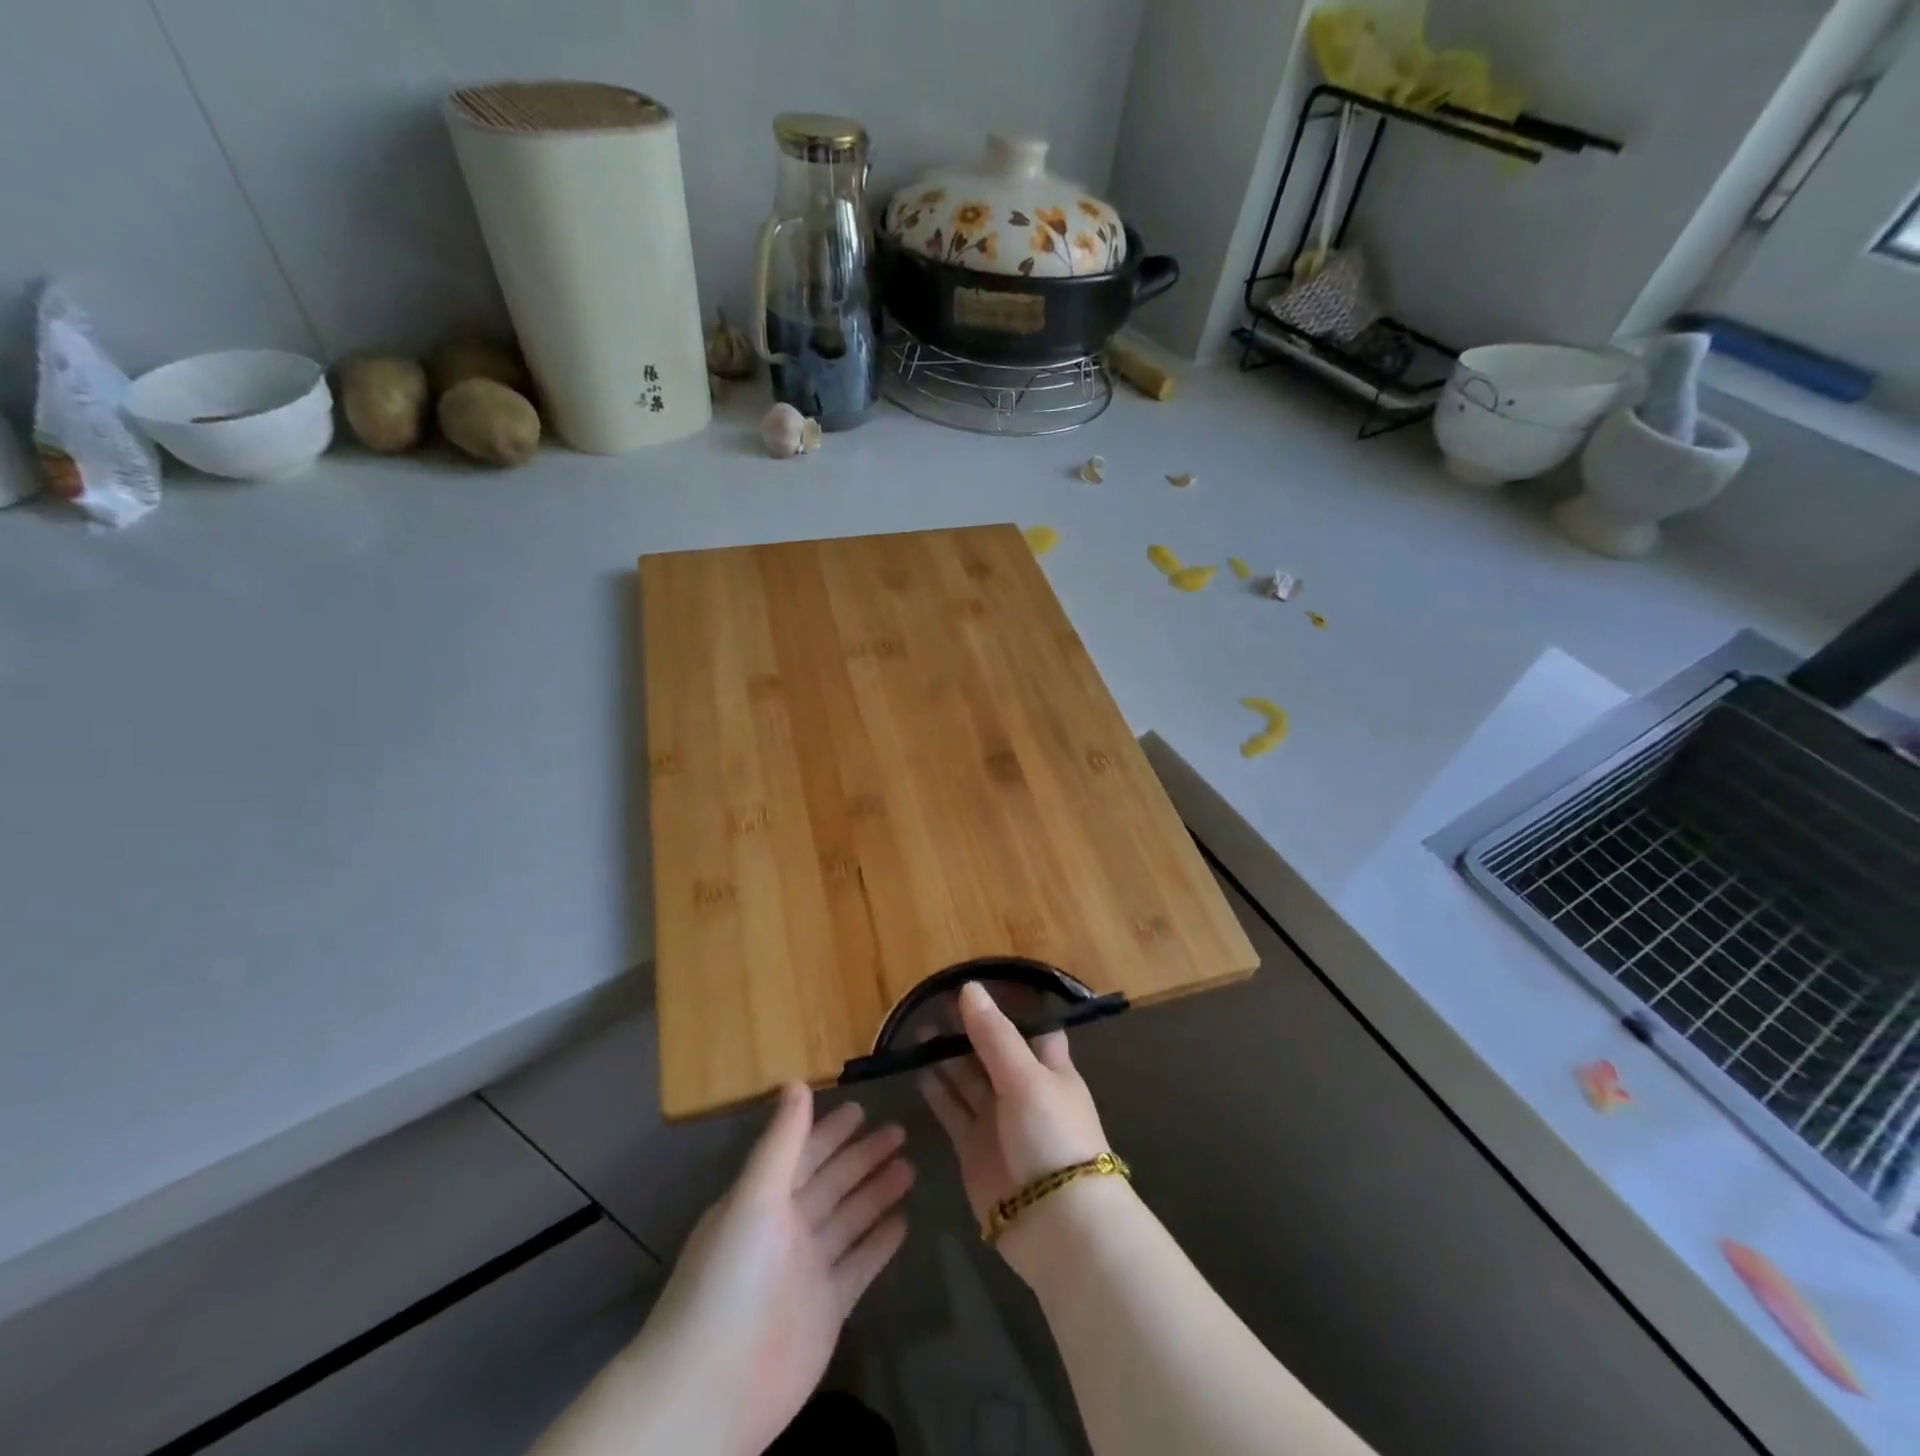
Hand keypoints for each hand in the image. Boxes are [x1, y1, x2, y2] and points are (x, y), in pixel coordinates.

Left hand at [633, 1085, 912, 1455]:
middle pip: (833, 1182)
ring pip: (851, 1218)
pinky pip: (860, 1263)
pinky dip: (880, 1242)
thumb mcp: (754, 1197)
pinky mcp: (828, 1307)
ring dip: (877, 1192)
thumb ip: (781, 1141)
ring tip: (910, 1167)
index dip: (831, 1131)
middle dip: (864, 1156)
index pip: (805, 1154)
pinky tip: (905, 1221)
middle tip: (901, 1130)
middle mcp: (788, 1228)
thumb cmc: (729, 1278)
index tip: (862, 1107)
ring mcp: (809, 1268)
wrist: (712, 1388)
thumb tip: (797, 1081)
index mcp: (764, 1200)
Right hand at [919, 982, 1113, 1274]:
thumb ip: (994, 1035)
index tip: (978, 983)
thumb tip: (969, 988)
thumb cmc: (1052, 1135)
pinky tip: (917, 1071)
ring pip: (967, 1080)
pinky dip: (936, 1092)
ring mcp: (997, 1120)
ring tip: (918, 1030)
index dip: (1007, 1007)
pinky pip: (952, 1112)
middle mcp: (1022, 1090)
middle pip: (991, 1051)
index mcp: (1048, 1068)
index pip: (1030, 1027)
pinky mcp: (974, 1149)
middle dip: (967, 1029)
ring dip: (946, 1057)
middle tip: (934, 1003)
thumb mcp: (1025, 1077)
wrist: (1056, 1224)